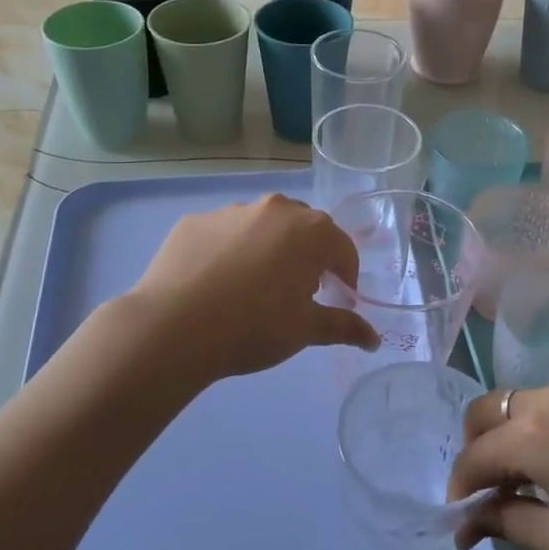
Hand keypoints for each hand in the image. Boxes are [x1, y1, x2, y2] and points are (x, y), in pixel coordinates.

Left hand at [126, 194, 379, 380]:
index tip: (339, 300)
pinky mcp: (194, 221)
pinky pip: (224, 234)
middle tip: (298, 292)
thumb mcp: (305, 330)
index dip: (346, 278)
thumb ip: (343, 327)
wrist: (174, 327)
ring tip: (252, 289)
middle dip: (308, 257)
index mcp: (311, 231)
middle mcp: (275, 209)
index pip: (343, 250)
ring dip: (267, 250)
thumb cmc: (254, 327)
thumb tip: (374, 339)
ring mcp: (231, 211)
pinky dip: (228, 252)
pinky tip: (215, 284)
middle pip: (304, 230)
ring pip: (262, 227)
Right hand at [448, 385, 548, 549]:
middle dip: (475, 446)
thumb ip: (507, 522)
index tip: (460, 519)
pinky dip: (545, 430)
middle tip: (486, 490)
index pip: (475, 454)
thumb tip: (469, 523)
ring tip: (526, 481)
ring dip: (510, 435)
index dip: (460, 487)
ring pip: (527, 403)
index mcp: (534, 431)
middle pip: (490, 409)